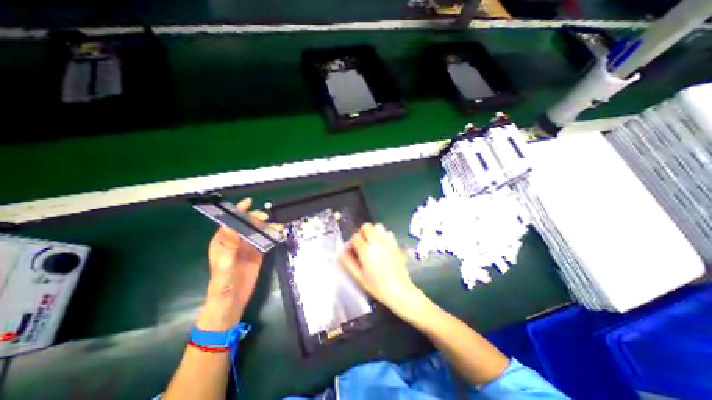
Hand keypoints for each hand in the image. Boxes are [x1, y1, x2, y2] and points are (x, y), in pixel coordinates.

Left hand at [199, 197, 271, 331]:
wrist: (232, 303)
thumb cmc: (223, 286)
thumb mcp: (224, 266)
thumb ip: (228, 247)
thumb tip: (231, 226)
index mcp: (223, 242)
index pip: (230, 222)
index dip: (238, 211)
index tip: (249, 202)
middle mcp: (235, 242)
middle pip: (247, 225)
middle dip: (257, 219)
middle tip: (267, 219)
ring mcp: (247, 247)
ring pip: (258, 231)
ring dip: (268, 227)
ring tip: (278, 226)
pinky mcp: (258, 254)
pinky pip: (265, 241)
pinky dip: (272, 236)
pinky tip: (280, 234)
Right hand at [338, 223, 420, 320]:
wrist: (400, 291)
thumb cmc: (377, 287)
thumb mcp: (359, 277)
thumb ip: (348, 262)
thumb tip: (341, 251)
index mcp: (367, 252)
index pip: (356, 237)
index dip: (351, 242)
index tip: (352, 250)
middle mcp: (378, 243)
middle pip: (367, 226)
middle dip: (361, 233)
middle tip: (361, 244)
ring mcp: (388, 242)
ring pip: (378, 226)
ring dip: (372, 232)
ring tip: (371, 243)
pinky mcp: (396, 244)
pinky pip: (387, 232)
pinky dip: (382, 235)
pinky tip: (381, 245)